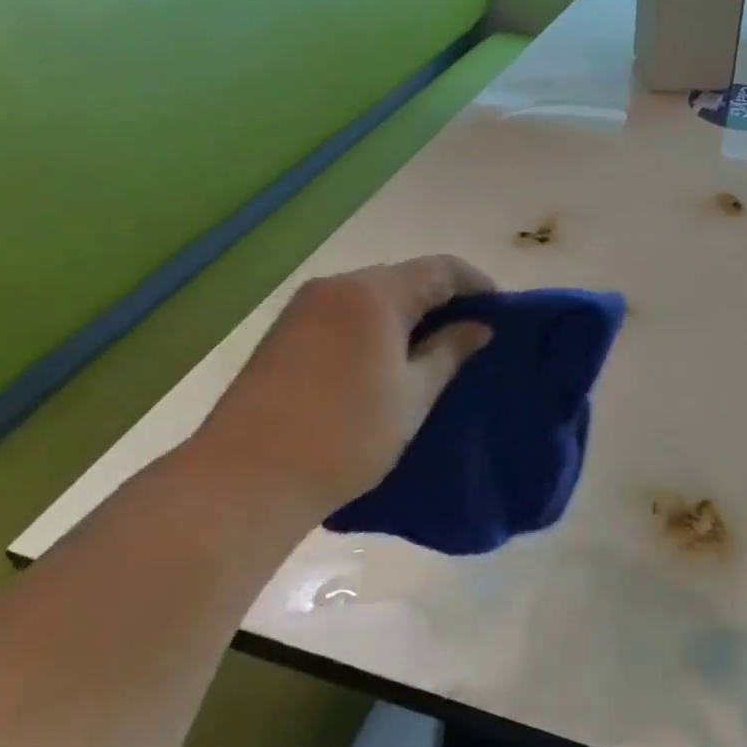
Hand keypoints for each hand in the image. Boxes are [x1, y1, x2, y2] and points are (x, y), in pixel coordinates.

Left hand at [185, 255, 494, 517]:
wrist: (245, 478)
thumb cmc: (346, 435)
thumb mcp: (413, 395)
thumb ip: (450, 352)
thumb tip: (479, 327)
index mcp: (375, 294)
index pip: (441, 269)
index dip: (477, 284)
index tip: (500, 311)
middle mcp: (338, 286)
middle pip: (405, 277)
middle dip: (442, 299)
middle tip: (470, 334)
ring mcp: (304, 307)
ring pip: (372, 296)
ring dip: (407, 314)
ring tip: (433, 350)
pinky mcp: (284, 332)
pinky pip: (344, 313)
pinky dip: (374, 326)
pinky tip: (385, 359)